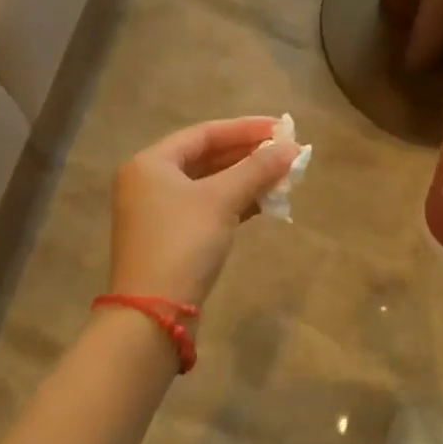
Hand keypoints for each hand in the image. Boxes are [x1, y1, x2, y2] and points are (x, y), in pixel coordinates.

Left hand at [109, 117, 297, 309]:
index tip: (281, 128)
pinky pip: (208, 208)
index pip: (205, 133)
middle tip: (286, 152)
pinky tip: (266, 203)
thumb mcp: (222, 199)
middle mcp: (150, 182)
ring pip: (210, 184)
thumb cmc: (183, 243)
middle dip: (249, 155)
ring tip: (283, 176)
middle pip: (207, 157)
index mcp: (151, 163)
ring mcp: (159, 213)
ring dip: (247, 179)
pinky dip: (236, 202)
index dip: (245, 128)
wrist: (153, 315)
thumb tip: (292, 148)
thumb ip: (257, 169)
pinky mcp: (171, 239)